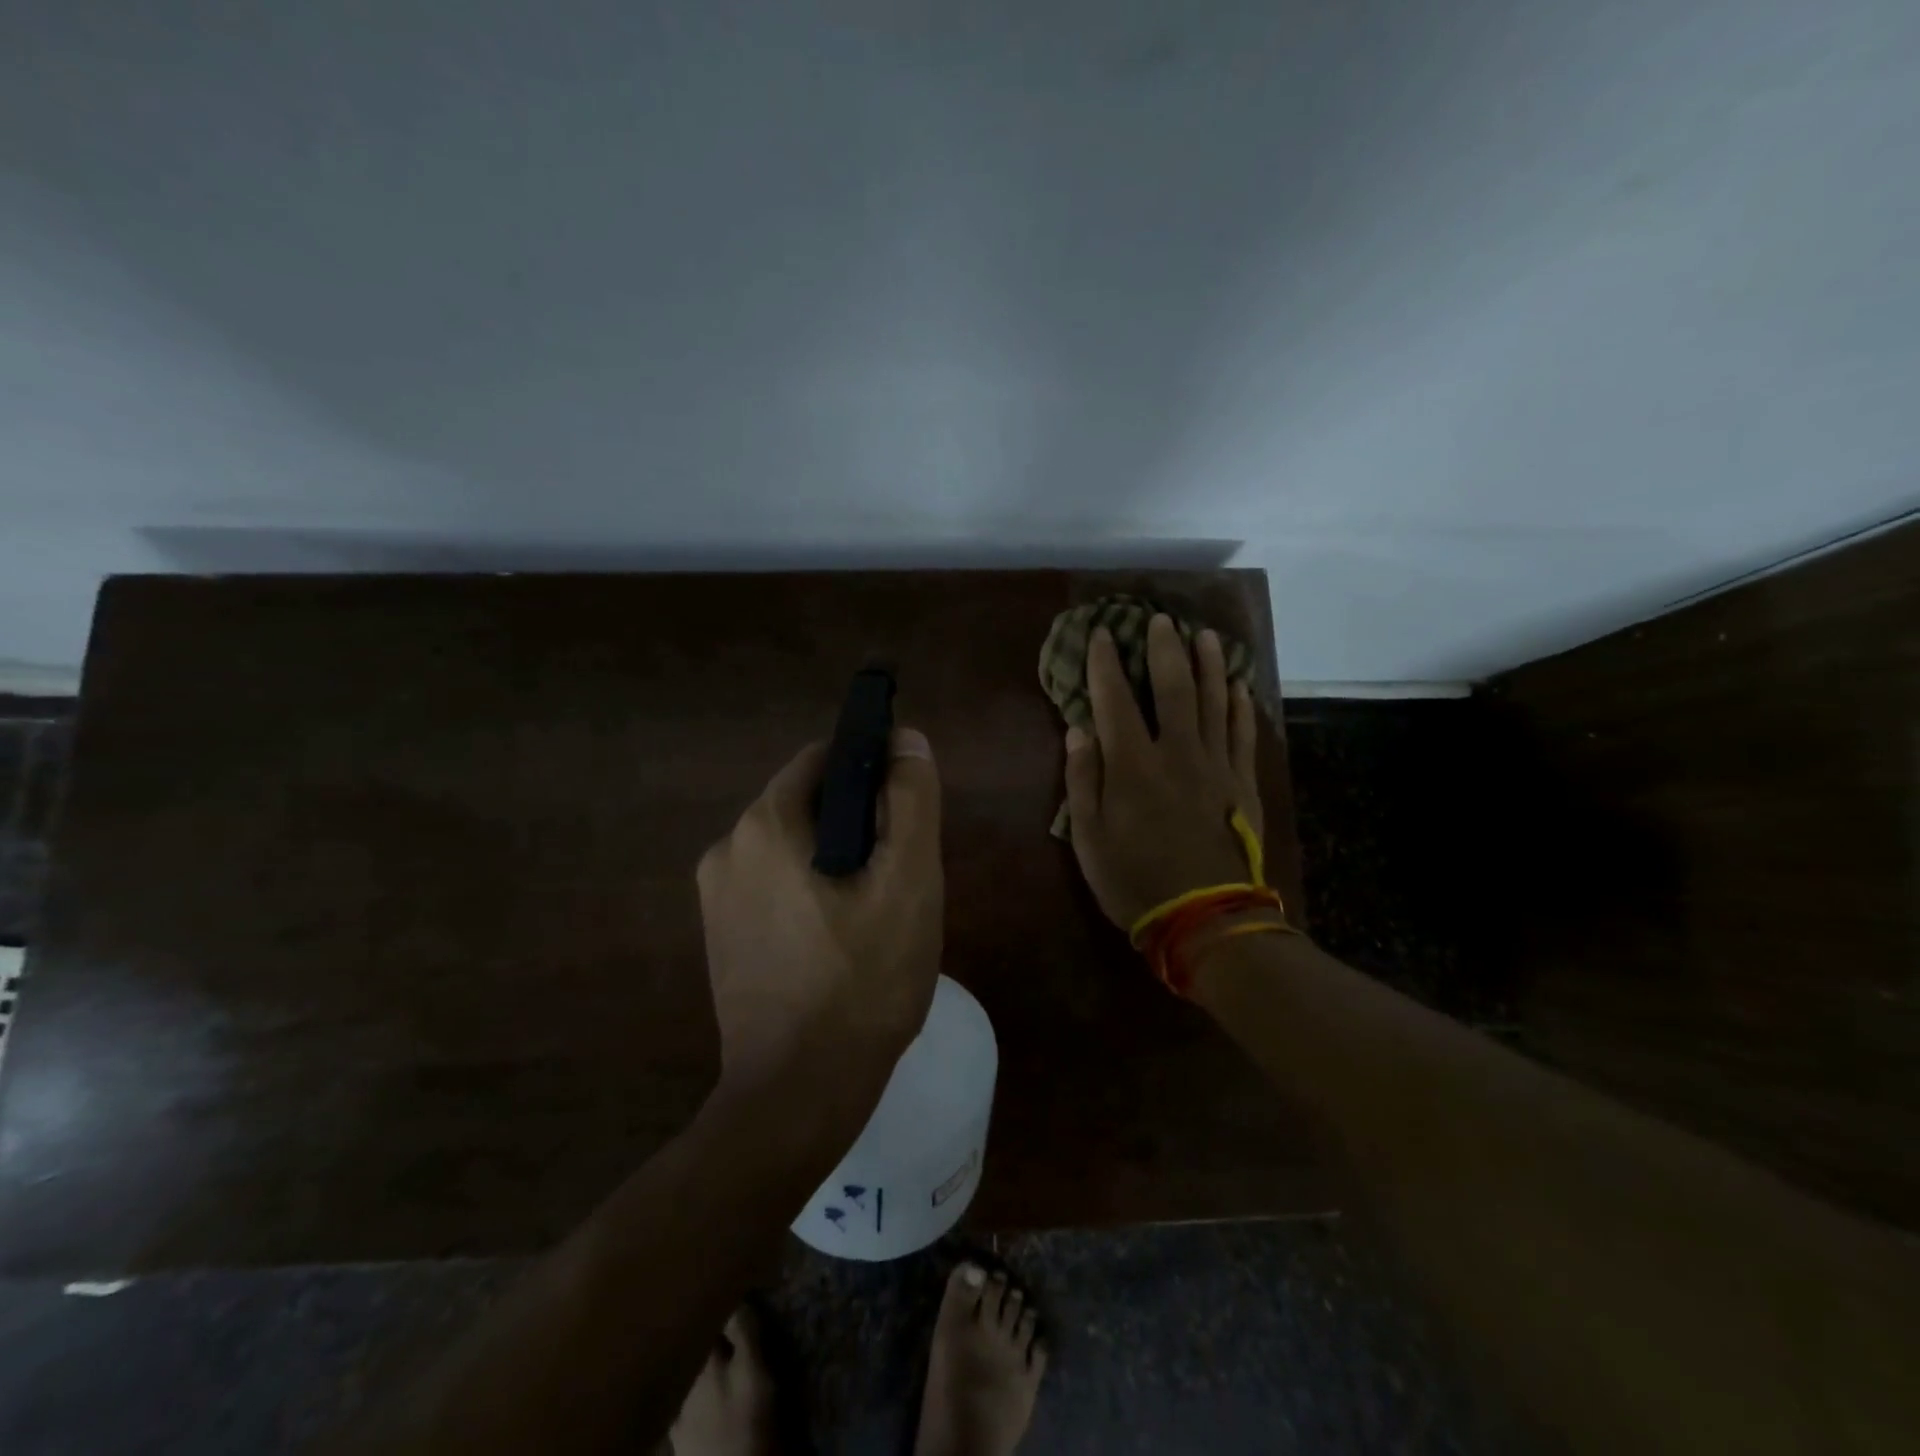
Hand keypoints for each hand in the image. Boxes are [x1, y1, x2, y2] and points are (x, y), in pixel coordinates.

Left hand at [696, 730, 944, 1097]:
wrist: (798, 1095)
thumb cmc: (863, 981)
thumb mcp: (908, 882)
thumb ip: (911, 800)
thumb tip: (906, 739)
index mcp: (764, 824)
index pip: (824, 759)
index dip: (873, 771)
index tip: (907, 813)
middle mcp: (727, 848)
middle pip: (809, 804)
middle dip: (859, 823)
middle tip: (899, 876)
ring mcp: (716, 896)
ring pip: (794, 847)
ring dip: (837, 860)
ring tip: (876, 914)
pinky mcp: (721, 935)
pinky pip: (775, 886)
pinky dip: (811, 892)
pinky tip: (841, 941)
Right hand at [1063, 615, 1262, 929]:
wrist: (1206, 918)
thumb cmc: (1135, 881)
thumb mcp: (1088, 838)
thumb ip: (1082, 781)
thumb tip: (1078, 730)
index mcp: (1132, 765)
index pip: (1114, 700)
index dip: (1105, 664)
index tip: (1102, 634)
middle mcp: (1176, 753)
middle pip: (1172, 688)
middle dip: (1163, 650)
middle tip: (1160, 619)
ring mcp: (1216, 766)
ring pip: (1214, 702)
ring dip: (1209, 665)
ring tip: (1204, 635)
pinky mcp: (1242, 784)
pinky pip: (1242, 734)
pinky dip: (1240, 707)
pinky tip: (1239, 687)